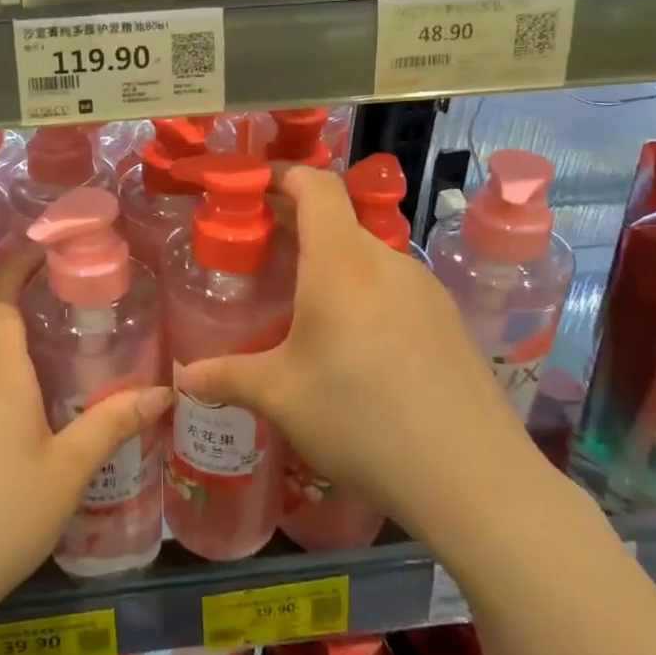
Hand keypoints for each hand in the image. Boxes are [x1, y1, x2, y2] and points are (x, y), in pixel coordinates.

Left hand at [0, 247, 171, 636]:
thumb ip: (112, 424)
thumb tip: (163, 392)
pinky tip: (10, 450)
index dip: (16, 270)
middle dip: (27, 340)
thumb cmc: (2, 516)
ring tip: (49, 409)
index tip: (39, 252)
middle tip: (69, 356)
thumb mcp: (68, 471)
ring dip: (10, 381)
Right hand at [177, 166, 561, 561]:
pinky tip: (354, 345)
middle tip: (261, 257)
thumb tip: (183, 377)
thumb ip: (227, 377)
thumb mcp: (281, 398)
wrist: (473, 479)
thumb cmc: (361, 420)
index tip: (251, 187)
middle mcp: (387, 262)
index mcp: (341, 263)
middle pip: (339, 220)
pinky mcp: (449, 320)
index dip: (282, 175)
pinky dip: (364, 293)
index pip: (316, 186)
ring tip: (303, 307)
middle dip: (297, 228)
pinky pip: (395, 287)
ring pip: (368, 256)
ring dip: (332, 265)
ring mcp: (426, 290)